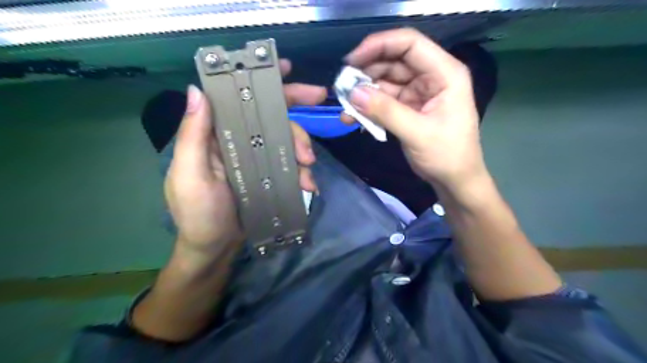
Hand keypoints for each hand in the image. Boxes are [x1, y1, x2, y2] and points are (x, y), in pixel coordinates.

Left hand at [165, 58, 325, 263]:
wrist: (216, 249)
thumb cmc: (198, 214)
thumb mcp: (191, 175)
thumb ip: (194, 136)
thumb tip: (197, 90)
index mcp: (216, 135)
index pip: (239, 100)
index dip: (261, 82)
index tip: (287, 70)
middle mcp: (238, 141)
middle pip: (271, 118)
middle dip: (294, 120)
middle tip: (313, 130)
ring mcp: (257, 159)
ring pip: (286, 141)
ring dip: (302, 151)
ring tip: (309, 172)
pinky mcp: (270, 175)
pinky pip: (292, 165)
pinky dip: (303, 173)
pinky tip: (309, 185)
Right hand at [344, 28, 484, 190]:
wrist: (454, 180)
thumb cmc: (447, 156)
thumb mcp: (417, 133)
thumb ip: (386, 112)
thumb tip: (353, 93)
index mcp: (444, 73)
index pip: (410, 44)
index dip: (379, 45)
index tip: (351, 60)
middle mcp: (431, 76)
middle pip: (394, 60)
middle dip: (367, 71)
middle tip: (342, 86)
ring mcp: (418, 92)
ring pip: (385, 80)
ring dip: (364, 91)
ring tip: (345, 105)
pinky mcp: (408, 107)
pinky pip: (383, 100)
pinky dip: (368, 106)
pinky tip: (354, 116)